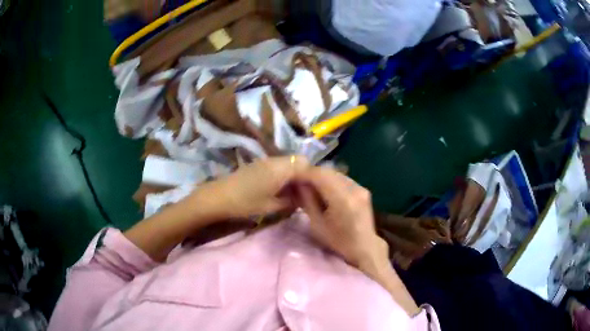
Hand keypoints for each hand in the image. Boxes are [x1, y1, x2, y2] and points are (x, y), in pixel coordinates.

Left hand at [192, 156, 308, 219]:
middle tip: (303, 193)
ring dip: (293, 175)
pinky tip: (279, 189)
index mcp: (281, 169)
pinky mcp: (259, 164)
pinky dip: (283, 175)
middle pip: (298, 161)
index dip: (312, 177)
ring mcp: (266, 161)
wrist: (219, 196)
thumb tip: (301, 199)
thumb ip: (290, 201)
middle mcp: (276, 160)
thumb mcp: (271, 206)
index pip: (306, 164)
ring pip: (288, 163)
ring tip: (292, 193)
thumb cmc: (246, 202)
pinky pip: (278, 165)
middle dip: (304, 176)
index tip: (313, 191)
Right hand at [295, 167, 386, 267]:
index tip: (291, 178)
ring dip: (321, 177)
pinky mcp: (362, 189)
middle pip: (328, 171)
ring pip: (335, 173)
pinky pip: (342, 179)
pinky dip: (330, 181)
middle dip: (311, 174)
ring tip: (309, 186)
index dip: (304, 174)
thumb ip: (307, 201)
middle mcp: (354, 188)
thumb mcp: (317, 225)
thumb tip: (297, 184)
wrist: (364, 248)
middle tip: (298, 182)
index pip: (320, 175)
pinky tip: (324, 190)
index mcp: (343, 199)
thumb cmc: (338, 242)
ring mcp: (360, 187)